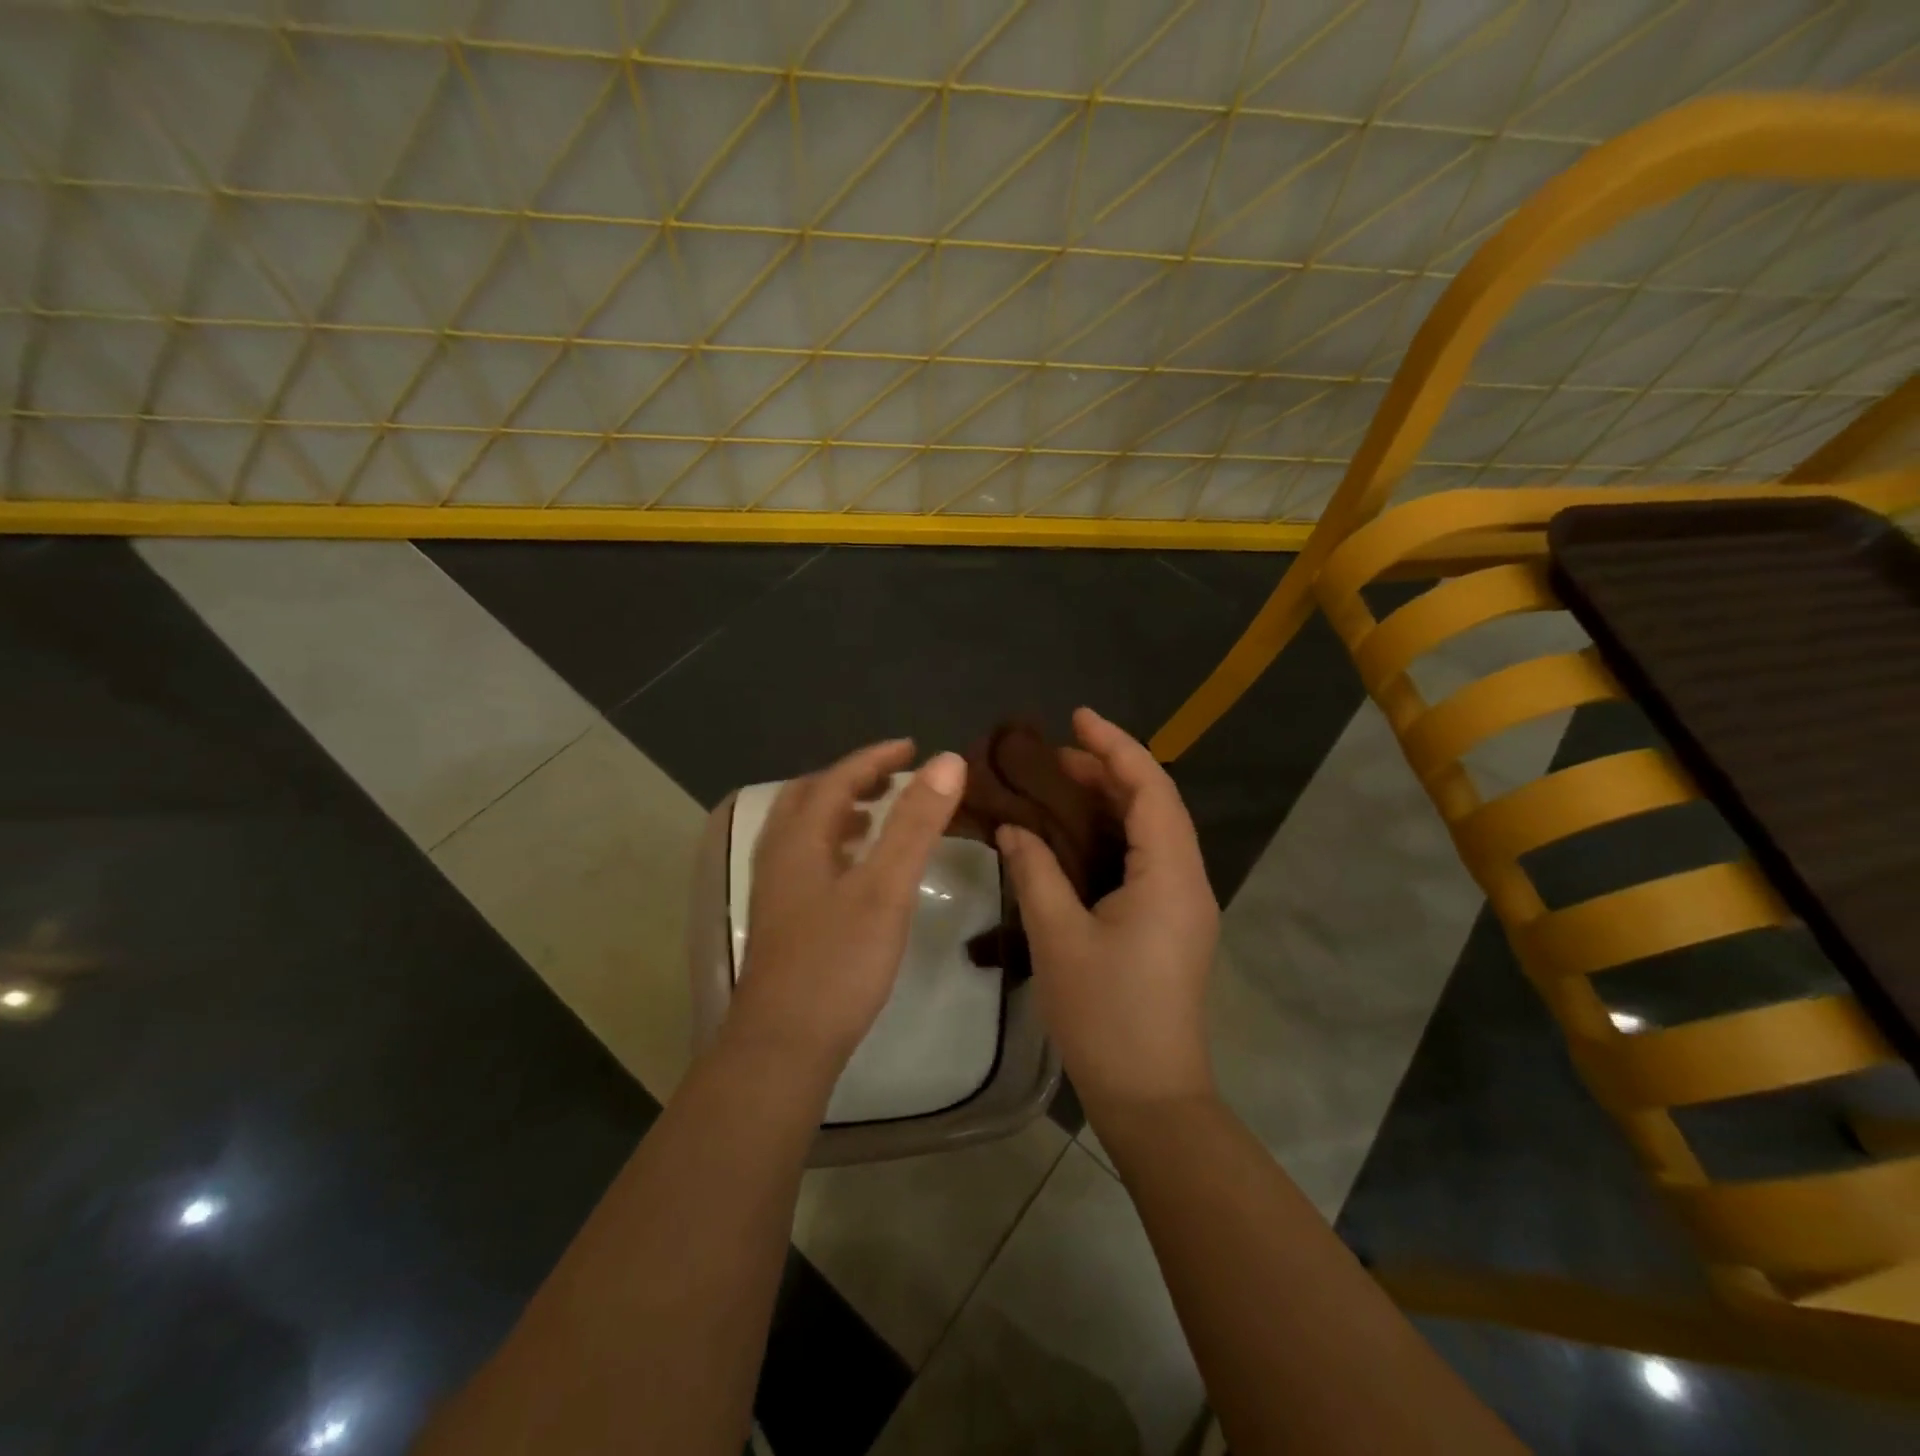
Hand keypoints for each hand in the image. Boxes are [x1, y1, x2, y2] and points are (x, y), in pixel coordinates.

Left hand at [729, 740, 967, 1077]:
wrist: (783, 1047)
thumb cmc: (837, 962)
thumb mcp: (885, 887)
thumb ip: (915, 823)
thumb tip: (947, 761)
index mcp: (799, 839)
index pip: (835, 779)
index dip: (875, 758)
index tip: (912, 747)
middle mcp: (779, 856)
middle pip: (808, 798)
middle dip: (850, 779)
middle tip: (892, 777)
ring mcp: (775, 891)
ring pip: (803, 831)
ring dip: (838, 811)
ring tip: (876, 814)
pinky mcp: (781, 921)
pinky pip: (806, 860)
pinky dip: (834, 845)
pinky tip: (857, 870)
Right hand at [996, 707, 1218, 1113]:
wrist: (1151, 1097)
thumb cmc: (1106, 1015)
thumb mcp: (1059, 938)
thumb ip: (1036, 871)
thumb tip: (1014, 828)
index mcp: (1170, 875)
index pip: (1150, 789)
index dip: (1116, 746)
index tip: (1078, 717)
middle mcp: (1188, 880)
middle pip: (1155, 804)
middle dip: (1110, 770)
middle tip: (1056, 754)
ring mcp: (1184, 904)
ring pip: (1153, 831)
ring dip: (1113, 800)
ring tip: (1063, 782)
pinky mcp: (1171, 924)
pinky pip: (1148, 859)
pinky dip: (1116, 834)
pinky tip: (1078, 835)